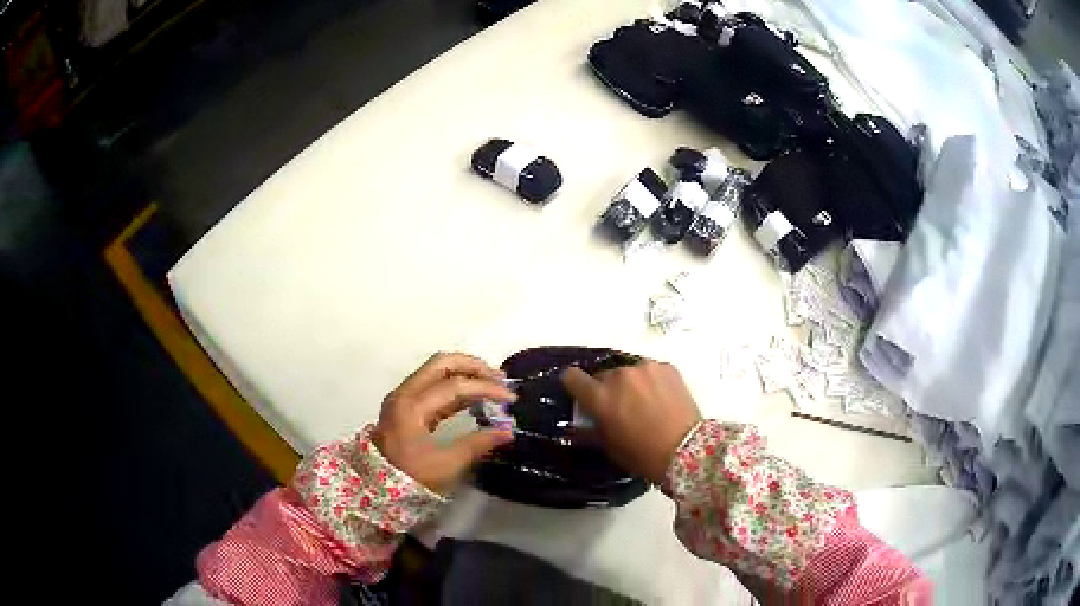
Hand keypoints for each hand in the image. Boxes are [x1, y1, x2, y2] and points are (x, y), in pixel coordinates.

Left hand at [373, 352, 515, 493]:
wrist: (375, 490)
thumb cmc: (410, 478)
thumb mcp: (446, 466)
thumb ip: (477, 444)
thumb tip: (508, 431)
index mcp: (412, 406)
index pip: (455, 386)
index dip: (486, 389)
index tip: (510, 399)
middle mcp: (405, 393)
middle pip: (442, 363)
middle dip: (474, 366)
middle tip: (500, 378)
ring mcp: (402, 397)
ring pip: (436, 370)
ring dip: (464, 372)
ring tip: (491, 384)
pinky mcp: (404, 405)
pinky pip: (431, 384)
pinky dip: (454, 384)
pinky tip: (472, 396)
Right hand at [562, 360, 701, 484]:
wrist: (687, 450)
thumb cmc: (643, 455)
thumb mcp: (609, 447)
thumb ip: (590, 429)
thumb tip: (578, 424)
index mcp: (601, 396)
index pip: (572, 376)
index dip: (574, 385)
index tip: (581, 394)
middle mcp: (620, 375)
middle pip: (603, 375)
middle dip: (607, 389)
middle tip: (620, 408)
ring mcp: (646, 368)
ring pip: (629, 372)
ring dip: (630, 384)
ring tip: (644, 403)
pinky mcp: (668, 367)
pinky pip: (650, 371)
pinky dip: (651, 382)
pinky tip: (661, 399)